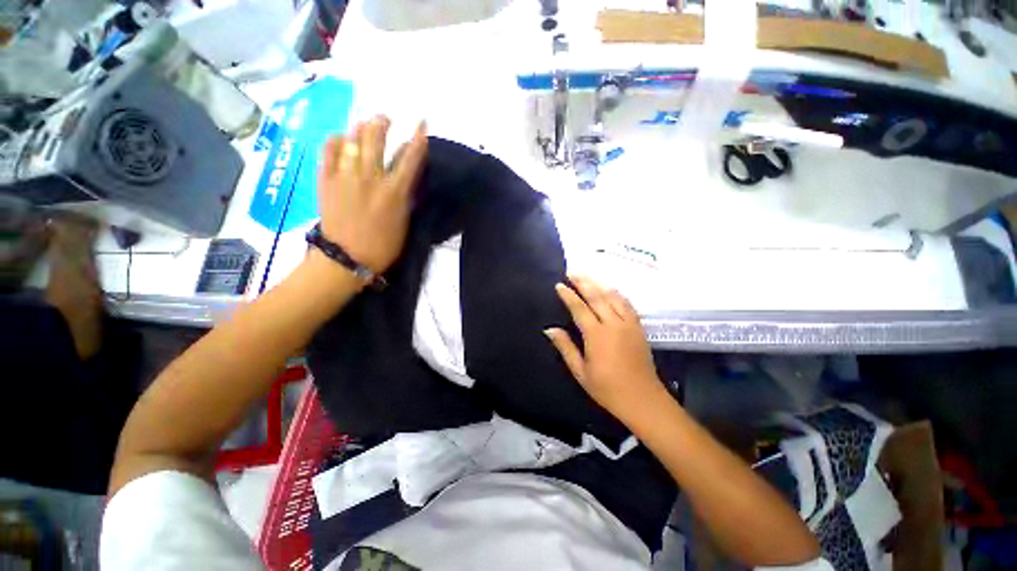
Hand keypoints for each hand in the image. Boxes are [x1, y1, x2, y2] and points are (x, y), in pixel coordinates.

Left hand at [318, 116, 427, 273]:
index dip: (418, 139)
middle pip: (377, 140)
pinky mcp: (326, 180)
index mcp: (394, 192)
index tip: (421, 123)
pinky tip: (341, 139)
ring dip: (361, 128)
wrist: (347, 258)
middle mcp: (371, 179)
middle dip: (382, 123)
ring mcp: (345, 177)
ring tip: (365, 123)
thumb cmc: (382, 246)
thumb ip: (405, 198)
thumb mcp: (403, 223)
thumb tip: (404, 179)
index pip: (409, 159)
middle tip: (385, 119)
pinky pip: (328, 151)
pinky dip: (336, 141)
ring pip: (353, 141)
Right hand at [545, 275, 664, 423]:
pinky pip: (627, 303)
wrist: (643, 400)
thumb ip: (565, 347)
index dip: (568, 295)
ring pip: (613, 296)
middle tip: (572, 272)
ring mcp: (629, 324)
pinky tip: (610, 289)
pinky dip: (616, 293)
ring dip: (599, 284)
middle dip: (583, 282)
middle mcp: (614, 324)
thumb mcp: (581, 372)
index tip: (559, 285)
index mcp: (597, 335)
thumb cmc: (608, 389)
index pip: (580, 308)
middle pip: (597, 296)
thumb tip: (549, 329)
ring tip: (588, 276)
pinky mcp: (639, 327)